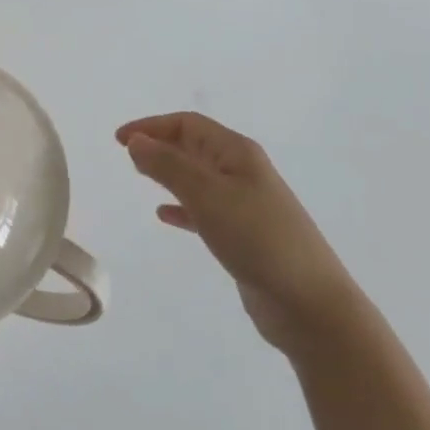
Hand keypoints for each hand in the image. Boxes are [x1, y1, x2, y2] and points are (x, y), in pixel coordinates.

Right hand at [118, 112, 354, 355]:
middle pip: (194, 146)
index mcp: (237, 152)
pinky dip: (182, 207)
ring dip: (169, 173)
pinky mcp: (244, 235)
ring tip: (140, 176)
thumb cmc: (258, 238)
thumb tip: (136, 141)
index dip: (152, 126)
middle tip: (126, 153)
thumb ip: (168, 166)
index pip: (188, 124)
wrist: (310, 305)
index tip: (119, 139)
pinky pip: (205, 209)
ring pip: (198, 177)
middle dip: (160, 145)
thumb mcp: (207, 196)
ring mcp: (245, 204)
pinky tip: (165, 216)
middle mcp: (242, 171)